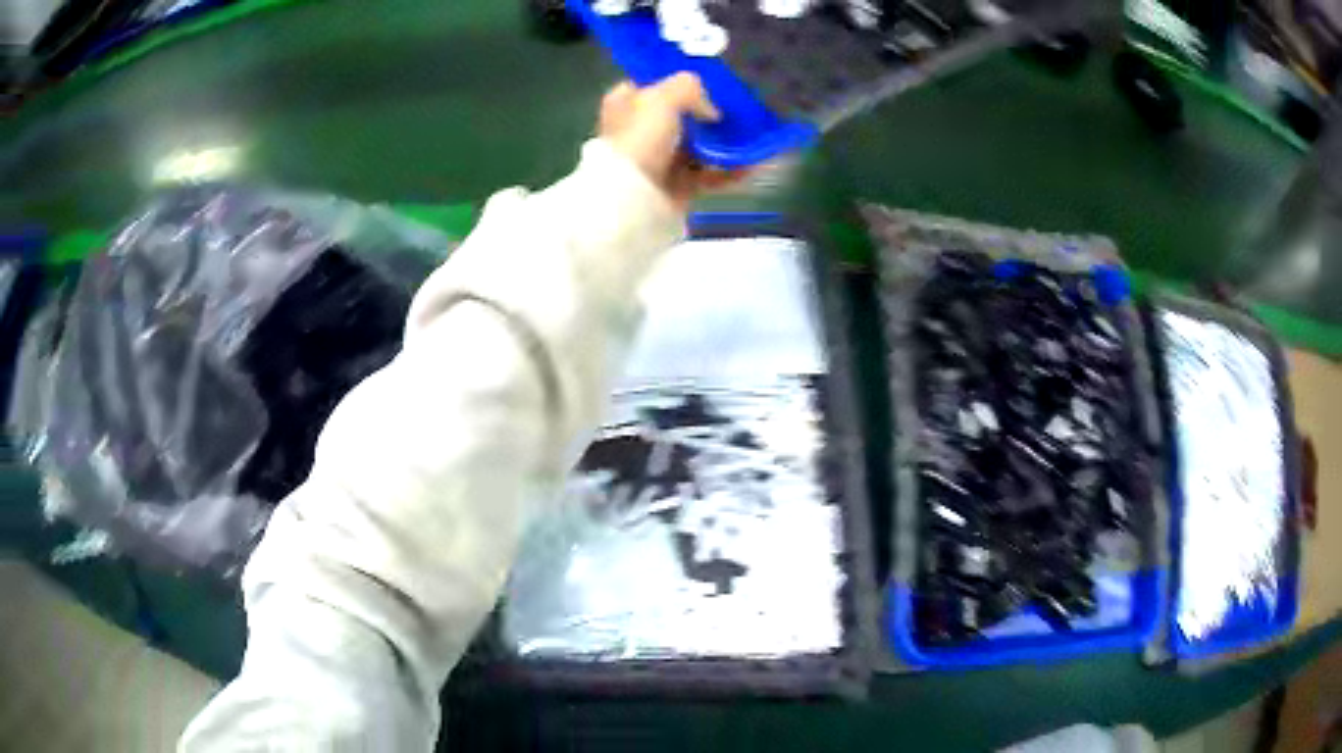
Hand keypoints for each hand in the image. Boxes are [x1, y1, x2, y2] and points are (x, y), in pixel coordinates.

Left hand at [598, 73, 747, 209]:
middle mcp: (641, 129)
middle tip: (741, 110)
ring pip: (700, 146)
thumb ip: (690, 89)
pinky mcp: (678, 186)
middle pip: (683, 116)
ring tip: (757, 138)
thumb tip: (712, 112)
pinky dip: (733, 170)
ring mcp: (660, 160)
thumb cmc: (641, 139)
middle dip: (712, 115)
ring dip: (729, 144)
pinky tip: (756, 165)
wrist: (632, 199)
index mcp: (627, 103)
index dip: (681, 83)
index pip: (654, 84)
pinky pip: (711, 174)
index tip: (712, 83)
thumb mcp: (662, 98)